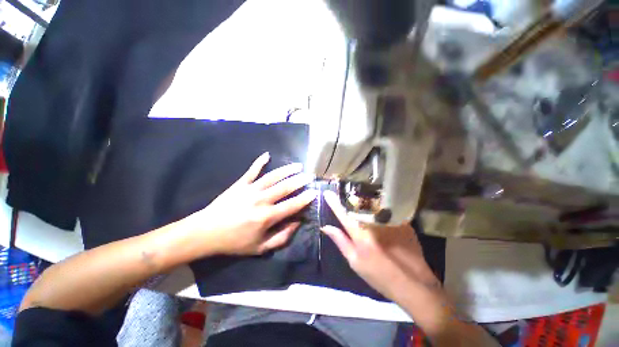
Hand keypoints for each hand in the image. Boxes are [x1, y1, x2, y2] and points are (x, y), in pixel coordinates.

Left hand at [183, 152, 317, 255]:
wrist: (206, 233)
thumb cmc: (235, 242)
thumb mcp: (260, 248)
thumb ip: (282, 237)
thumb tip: (297, 223)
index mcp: (267, 217)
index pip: (292, 205)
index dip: (305, 198)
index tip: (315, 192)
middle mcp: (261, 200)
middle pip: (285, 187)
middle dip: (300, 180)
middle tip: (310, 176)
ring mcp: (250, 190)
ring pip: (273, 176)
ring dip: (287, 170)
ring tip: (298, 165)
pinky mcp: (240, 184)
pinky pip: (252, 171)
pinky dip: (259, 162)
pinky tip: (267, 154)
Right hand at [321, 191, 440, 301]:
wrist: (413, 284)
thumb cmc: (379, 275)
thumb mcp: (355, 262)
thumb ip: (340, 241)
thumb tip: (326, 227)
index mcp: (359, 234)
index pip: (343, 214)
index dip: (334, 202)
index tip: (327, 193)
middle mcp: (373, 224)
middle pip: (358, 204)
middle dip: (349, 197)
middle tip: (344, 192)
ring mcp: (389, 221)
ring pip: (372, 203)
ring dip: (364, 199)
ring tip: (359, 195)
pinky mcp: (402, 221)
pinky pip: (386, 209)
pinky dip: (379, 206)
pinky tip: (378, 206)